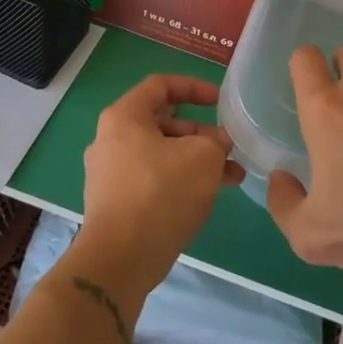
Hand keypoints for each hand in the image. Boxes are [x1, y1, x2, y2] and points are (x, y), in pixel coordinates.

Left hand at [75, 74, 242, 299]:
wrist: (121, 257)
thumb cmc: (162, 192)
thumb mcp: (203, 157)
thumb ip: (216, 140)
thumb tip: (217, 143)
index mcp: (124, 117)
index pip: (160, 86)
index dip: (194, 87)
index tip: (219, 102)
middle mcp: (110, 140)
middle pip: (163, 124)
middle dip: (202, 134)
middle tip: (230, 150)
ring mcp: (109, 173)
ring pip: (161, 155)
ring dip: (197, 162)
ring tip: (232, 178)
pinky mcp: (115, 202)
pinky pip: (153, 180)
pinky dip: (180, 181)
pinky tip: (206, 198)